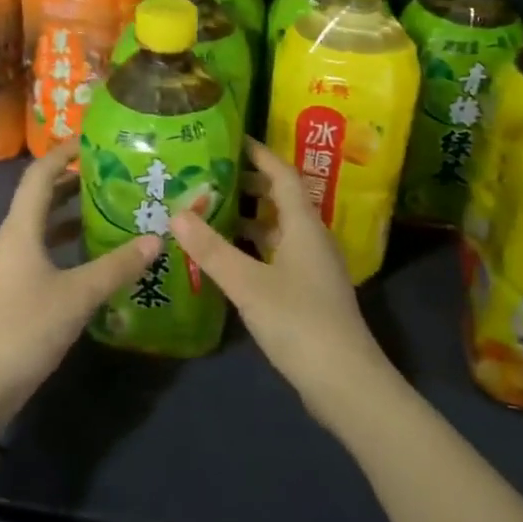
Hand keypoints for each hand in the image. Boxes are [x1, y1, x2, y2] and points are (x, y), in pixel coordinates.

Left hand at [0, 139, 159, 436]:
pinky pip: (37, 249)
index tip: (92, 140)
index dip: (63, 153)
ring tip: (107, 208)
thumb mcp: (79, 296)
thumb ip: (117, 265)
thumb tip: (156, 239)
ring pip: (38, 226)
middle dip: (72, 182)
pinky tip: (88, 255)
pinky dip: (61, 242)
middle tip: (112, 174)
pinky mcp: (7, 288)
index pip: (39, 176)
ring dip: (69, 213)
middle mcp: (7, 240)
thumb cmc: (27, 329)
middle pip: (38, 198)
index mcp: (18, 230)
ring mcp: (4, 265)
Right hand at [171, 138, 397, 431]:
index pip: (282, 174)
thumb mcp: (248, 284)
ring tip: (211, 212)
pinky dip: (254, 247)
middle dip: (249, 184)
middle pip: (281, 199)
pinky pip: (278, 254)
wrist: (345, 382)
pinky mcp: (309, 292)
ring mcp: (313, 267)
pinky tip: (229, 259)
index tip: (232, 139)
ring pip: (279, 229)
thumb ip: (211, 249)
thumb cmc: (299, 322)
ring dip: (250, 218)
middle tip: (211, 176)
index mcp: (304, 225)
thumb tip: (177, 213)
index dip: (260, 154)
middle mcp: (312, 239)